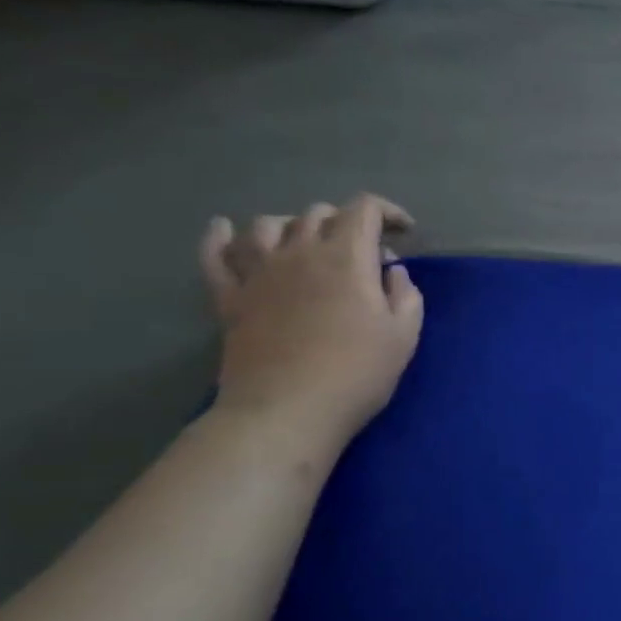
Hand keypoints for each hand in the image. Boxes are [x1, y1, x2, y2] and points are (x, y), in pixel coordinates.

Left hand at [199, 194, 424, 449]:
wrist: (287, 411)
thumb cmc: (356, 373)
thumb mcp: (404, 335)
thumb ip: (404, 294)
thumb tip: (391, 272)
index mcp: (346, 258)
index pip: (363, 209)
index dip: (386, 211)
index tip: (403, 231)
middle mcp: (299, 252)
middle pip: (317, 214)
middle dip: (345, 221)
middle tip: (362, 249)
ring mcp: (258, 273)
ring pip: (267, 225)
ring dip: (292, 224)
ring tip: (306, 240)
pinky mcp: (229, 298)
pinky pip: (215, 256)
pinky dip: (219, 237)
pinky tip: (223, 229)